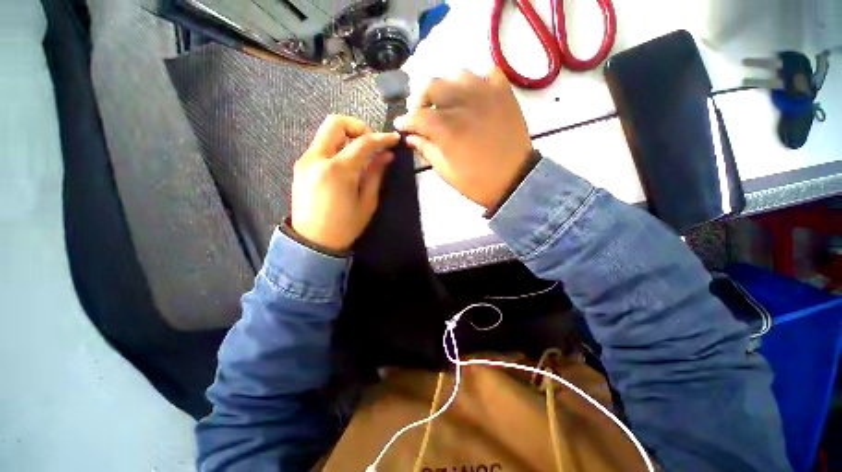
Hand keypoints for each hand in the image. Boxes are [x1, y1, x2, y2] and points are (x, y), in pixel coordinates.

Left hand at [291, 115, 398, 251]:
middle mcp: (317, 158)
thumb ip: (375, 174)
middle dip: (358, 127)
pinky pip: (320, 145)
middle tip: (371, 144)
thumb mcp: (367, 203)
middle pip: (336, 123)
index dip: (381, 138)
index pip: (363, 143)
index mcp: (337, 171)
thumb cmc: (344, 227)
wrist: (312, 242)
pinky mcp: (300, 166)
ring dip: (347, 136)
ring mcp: (305, 160)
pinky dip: (336, 146)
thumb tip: (386, 156)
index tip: (394, 139)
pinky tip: (347, 163)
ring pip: (326, 132)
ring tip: (361, 155)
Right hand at [394, 68, 531, 208]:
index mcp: (447, 128)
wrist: (514, 180)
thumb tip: (410, 137)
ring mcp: (485, 94)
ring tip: (446, 103)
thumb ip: (426, 150)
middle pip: (432, 85)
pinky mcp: (503, 93)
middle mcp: (463, 103)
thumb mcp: (446, 171)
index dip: (405, 120)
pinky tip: (472, 96)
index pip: (417, 116)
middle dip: (420, 98)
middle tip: (420, 113)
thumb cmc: (476, 181)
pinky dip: (475, 81)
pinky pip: (486, 73)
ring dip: (446, 87)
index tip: (401, 125)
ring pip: (457, 75)